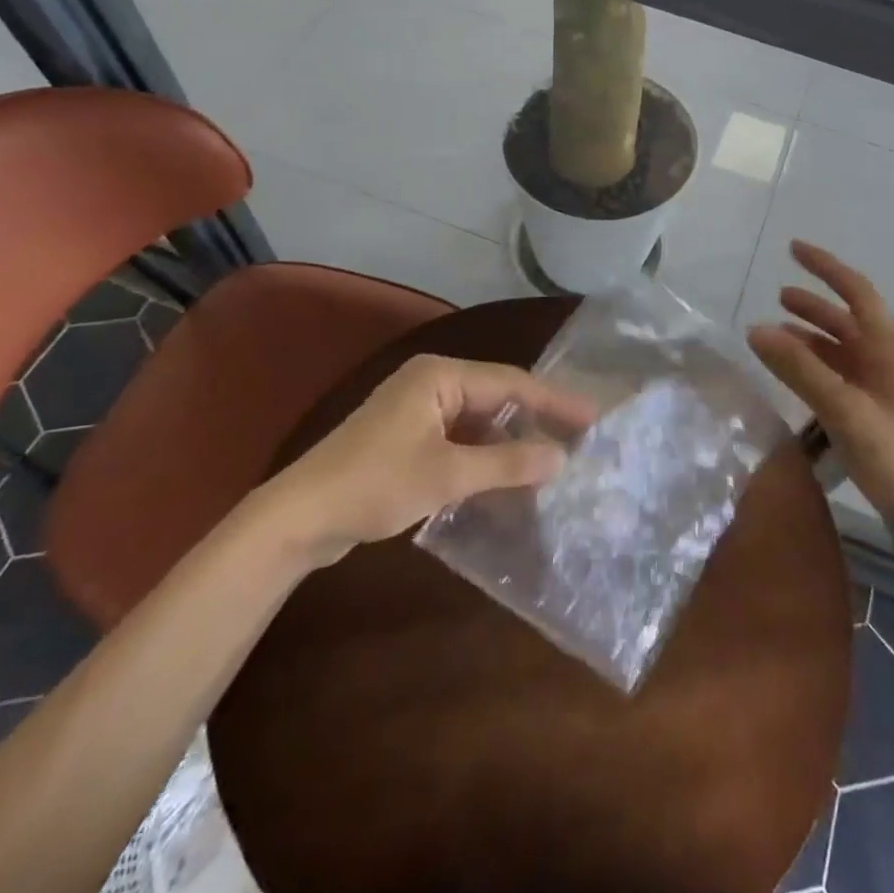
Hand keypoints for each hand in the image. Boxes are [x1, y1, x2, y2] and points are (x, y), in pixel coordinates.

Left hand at [265, 354, 585, 559]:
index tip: (594, 417)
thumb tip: (561, 458)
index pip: (512, 382)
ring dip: (511, 440)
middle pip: (497, 396)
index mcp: (440, 376)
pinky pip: (461, 437)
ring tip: (553, 458)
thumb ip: (507, 464)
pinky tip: (508, 475)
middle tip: (580, 438)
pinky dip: (486, 454)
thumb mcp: (447, 474)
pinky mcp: (408, 436)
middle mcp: (431, 382)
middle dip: (536, 418)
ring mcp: (418, 409)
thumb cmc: (374, 484)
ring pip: (479, 419)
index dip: (555, 401)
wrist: (299, 517)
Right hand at [748, 241, 893, 538]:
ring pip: (842, 353)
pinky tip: (795, 383)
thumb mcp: (846, 410)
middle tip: (777, 298)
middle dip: (813, 307)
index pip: (856, 292)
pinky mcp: (878, 420)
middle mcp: (888, 363)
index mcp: (889, 350)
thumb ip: (800, 370)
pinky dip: (815, 372)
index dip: (825, 267)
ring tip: (776, 338)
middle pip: (847, 322)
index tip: (793, 248)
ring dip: (811, 340)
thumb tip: (756, 329)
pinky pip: (841, 381)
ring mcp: (885, 393)